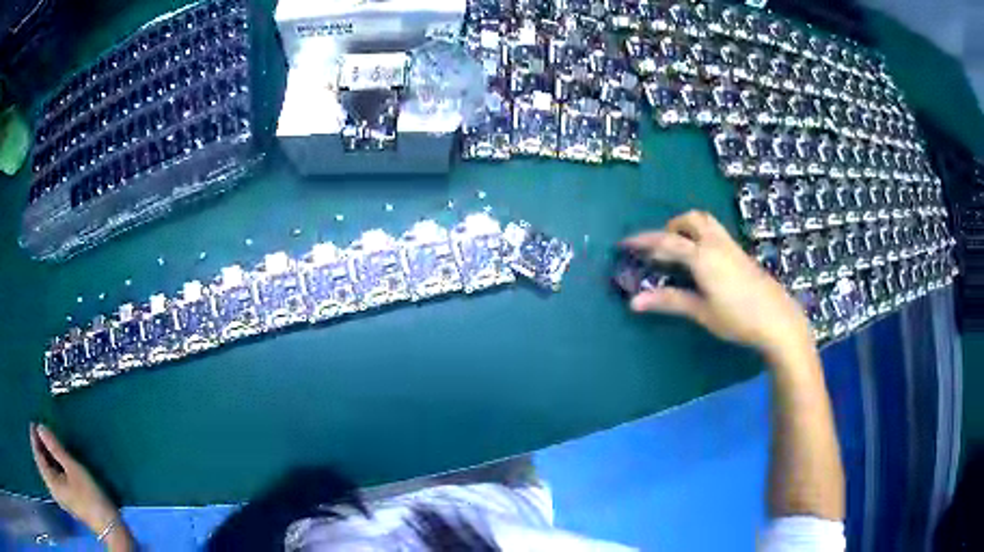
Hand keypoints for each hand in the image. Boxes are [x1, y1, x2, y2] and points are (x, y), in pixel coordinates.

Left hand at [29, 423, 118, 533]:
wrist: (109, 525)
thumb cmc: (90, 496)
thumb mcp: (72, 468)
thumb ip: (55, 447)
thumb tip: (40, 426)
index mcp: (51, 482)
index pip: (37, 455)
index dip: (34, 437)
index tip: (34, 421)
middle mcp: (52, 489)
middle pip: (40, 463)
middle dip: (38, 446)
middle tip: (40, 429)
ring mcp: (59, 496)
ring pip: (46, 470)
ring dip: (44, 455)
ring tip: (46, 441)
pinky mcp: (64, 499)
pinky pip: (51, 477)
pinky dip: (49, 465)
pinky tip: (53, 460)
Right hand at [621, 210, 812, 354]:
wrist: (776, 318)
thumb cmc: (737, 318)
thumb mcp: (701, 311)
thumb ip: (669, 301)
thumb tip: (634, 302)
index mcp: (702, 256)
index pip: (666, 241)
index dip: (643, 241)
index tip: (625, 243)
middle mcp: (715, 243)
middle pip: (689, 220)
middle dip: (669, 229)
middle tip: (659, 250)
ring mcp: (730, 245)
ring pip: (705, 222)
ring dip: (687, 228)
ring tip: (679, 251)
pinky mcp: (740, 252)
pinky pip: (715, 232)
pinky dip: (700, 235)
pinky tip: (701, 260)